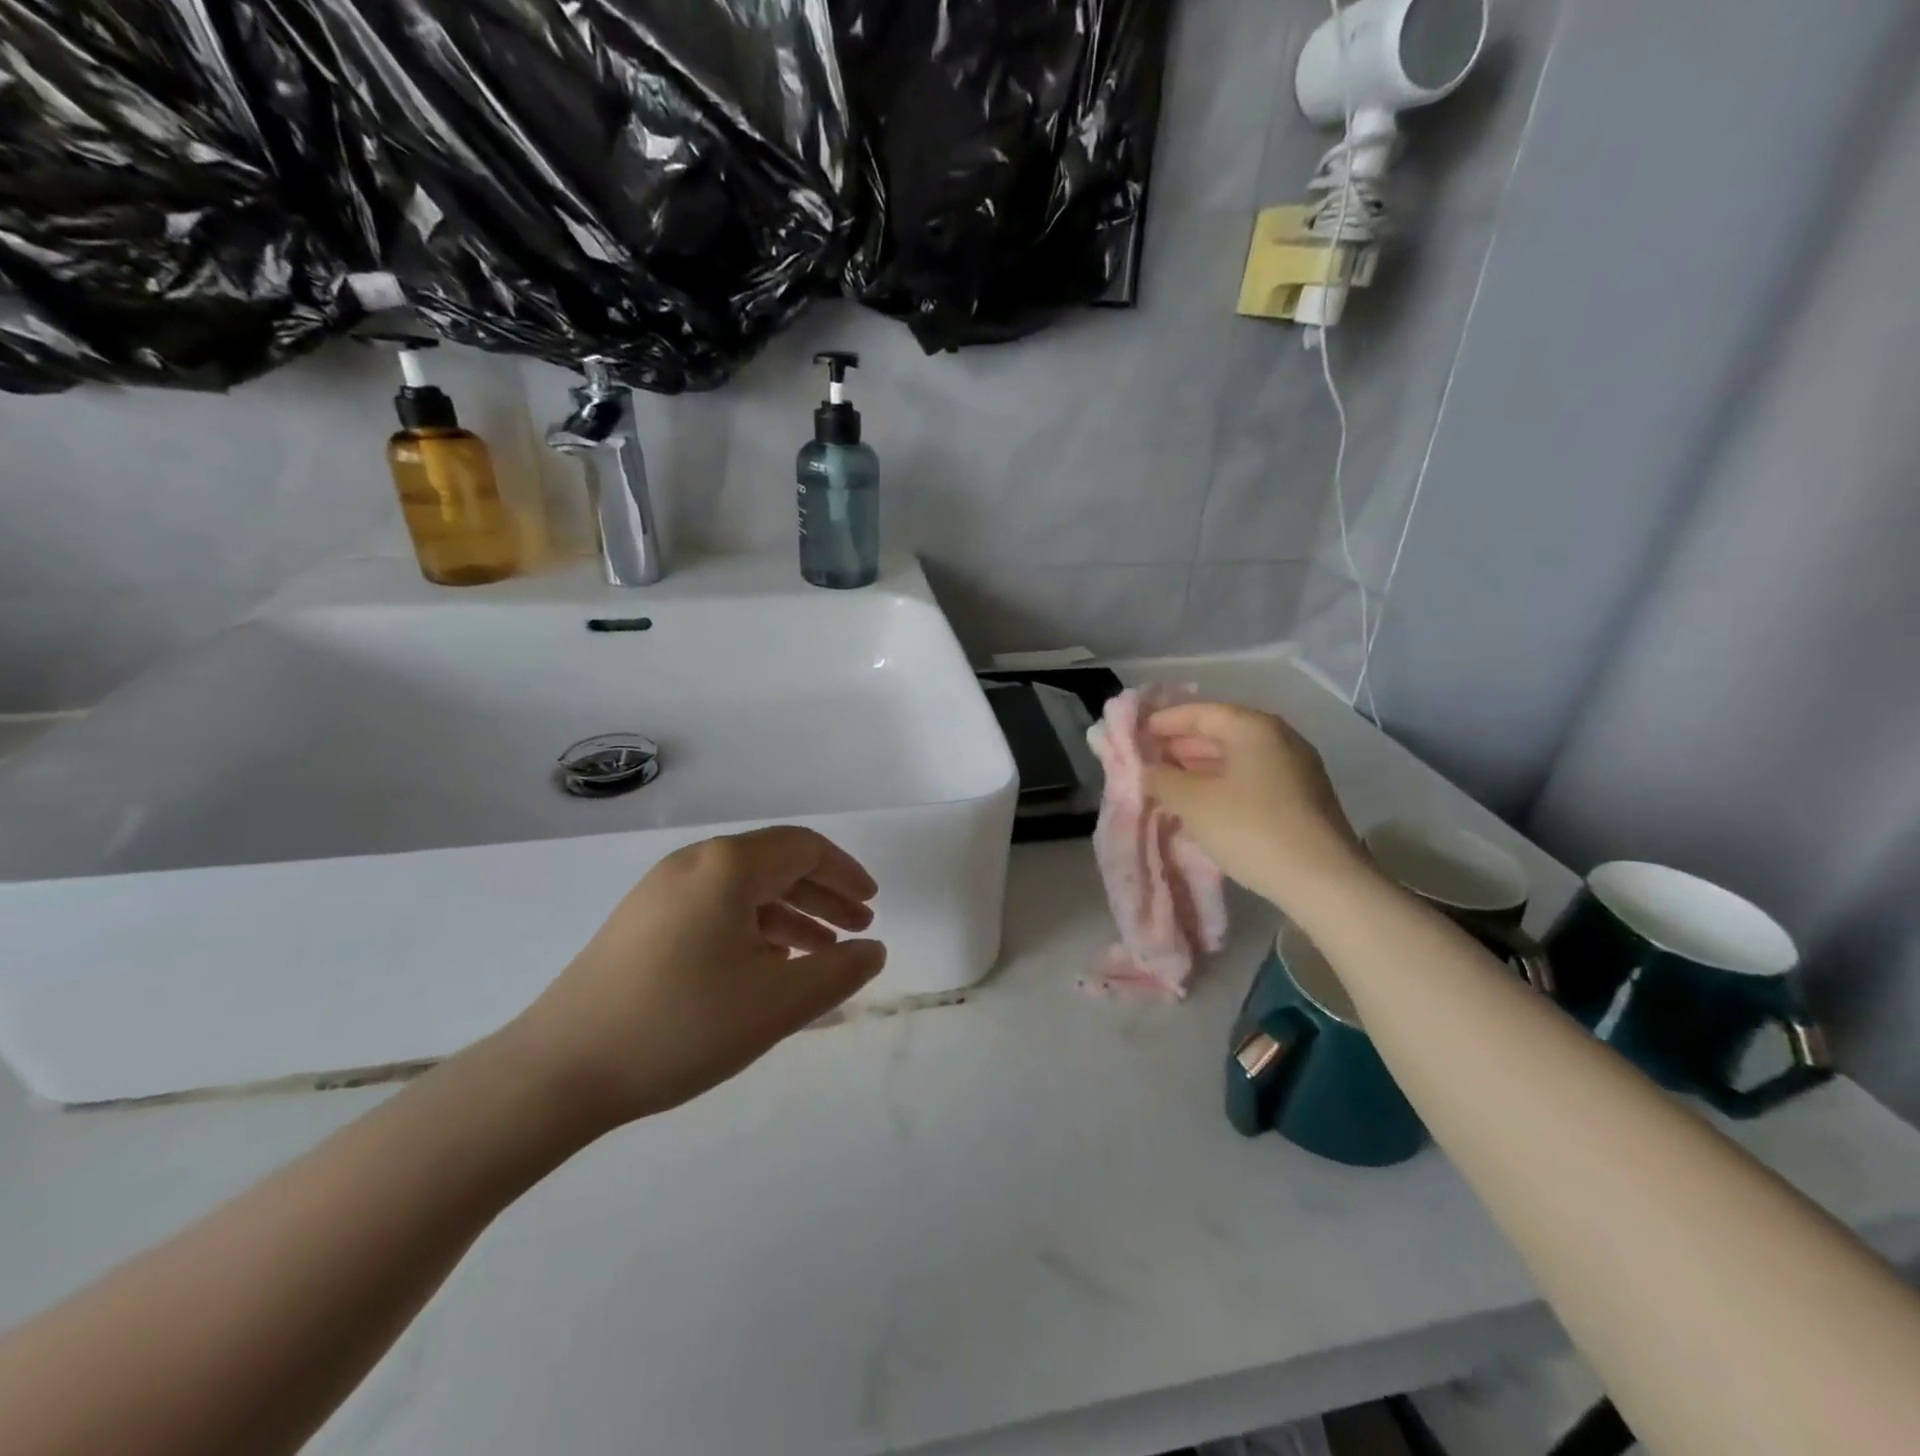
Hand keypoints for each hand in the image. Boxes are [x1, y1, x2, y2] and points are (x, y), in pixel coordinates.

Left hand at [504, 827, 885, 1132]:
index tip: (872, 904)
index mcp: (728, 866)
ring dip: (789, 917)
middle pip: (775, 865)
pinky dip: (752, 930)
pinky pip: (714, 910)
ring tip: (818, 955)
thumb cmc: (681, 1025)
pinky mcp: (640, 924)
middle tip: (856, 931)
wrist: (558, 1071)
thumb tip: (873, 950)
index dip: (846, 873)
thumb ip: (839, 971)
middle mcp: (694, 864)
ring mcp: (660, 893)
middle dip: (822, 896)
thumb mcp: (777, 1003)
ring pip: (744, 891)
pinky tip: (765, 969)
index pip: (804, 848)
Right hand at [1145, 701, 1366, 908]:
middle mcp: (1278, 739)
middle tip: (1148, 759)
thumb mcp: (1194, 802)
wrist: (1323, 879)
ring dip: (1200, 767)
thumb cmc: (1251, 828)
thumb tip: (1150, 771)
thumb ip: (1163, 780)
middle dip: (1181, 745)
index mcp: (1253, 728)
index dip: (1165, 721)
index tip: (1138, 733)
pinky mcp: (1302, 799)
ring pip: (1237, 758)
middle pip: (1221, 732)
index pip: (1201, 713)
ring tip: (1169, 783)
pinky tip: (1202, 804)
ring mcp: (1295, 769)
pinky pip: (1251, 779)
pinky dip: (1222, 784)